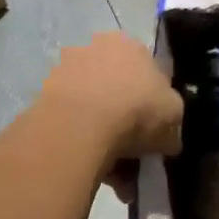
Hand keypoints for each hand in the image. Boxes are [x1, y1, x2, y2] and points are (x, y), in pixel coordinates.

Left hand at [40, 32, 182, 169]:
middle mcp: (95, 47)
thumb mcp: (174, 115)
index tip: (156, 130)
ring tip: (116, 174)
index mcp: (129, 43)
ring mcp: (66, 71)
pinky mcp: (44, 97)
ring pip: (94, 109)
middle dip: (128, 123)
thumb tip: (167, 139)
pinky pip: (73, 124)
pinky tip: (94, 170)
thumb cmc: (136, 108)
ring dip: (106, 138)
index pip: (147, 70)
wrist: (80, 125)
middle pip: (119, 89)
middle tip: (135, 155)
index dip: (154, 102)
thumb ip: (172, 122)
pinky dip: (84, 144)